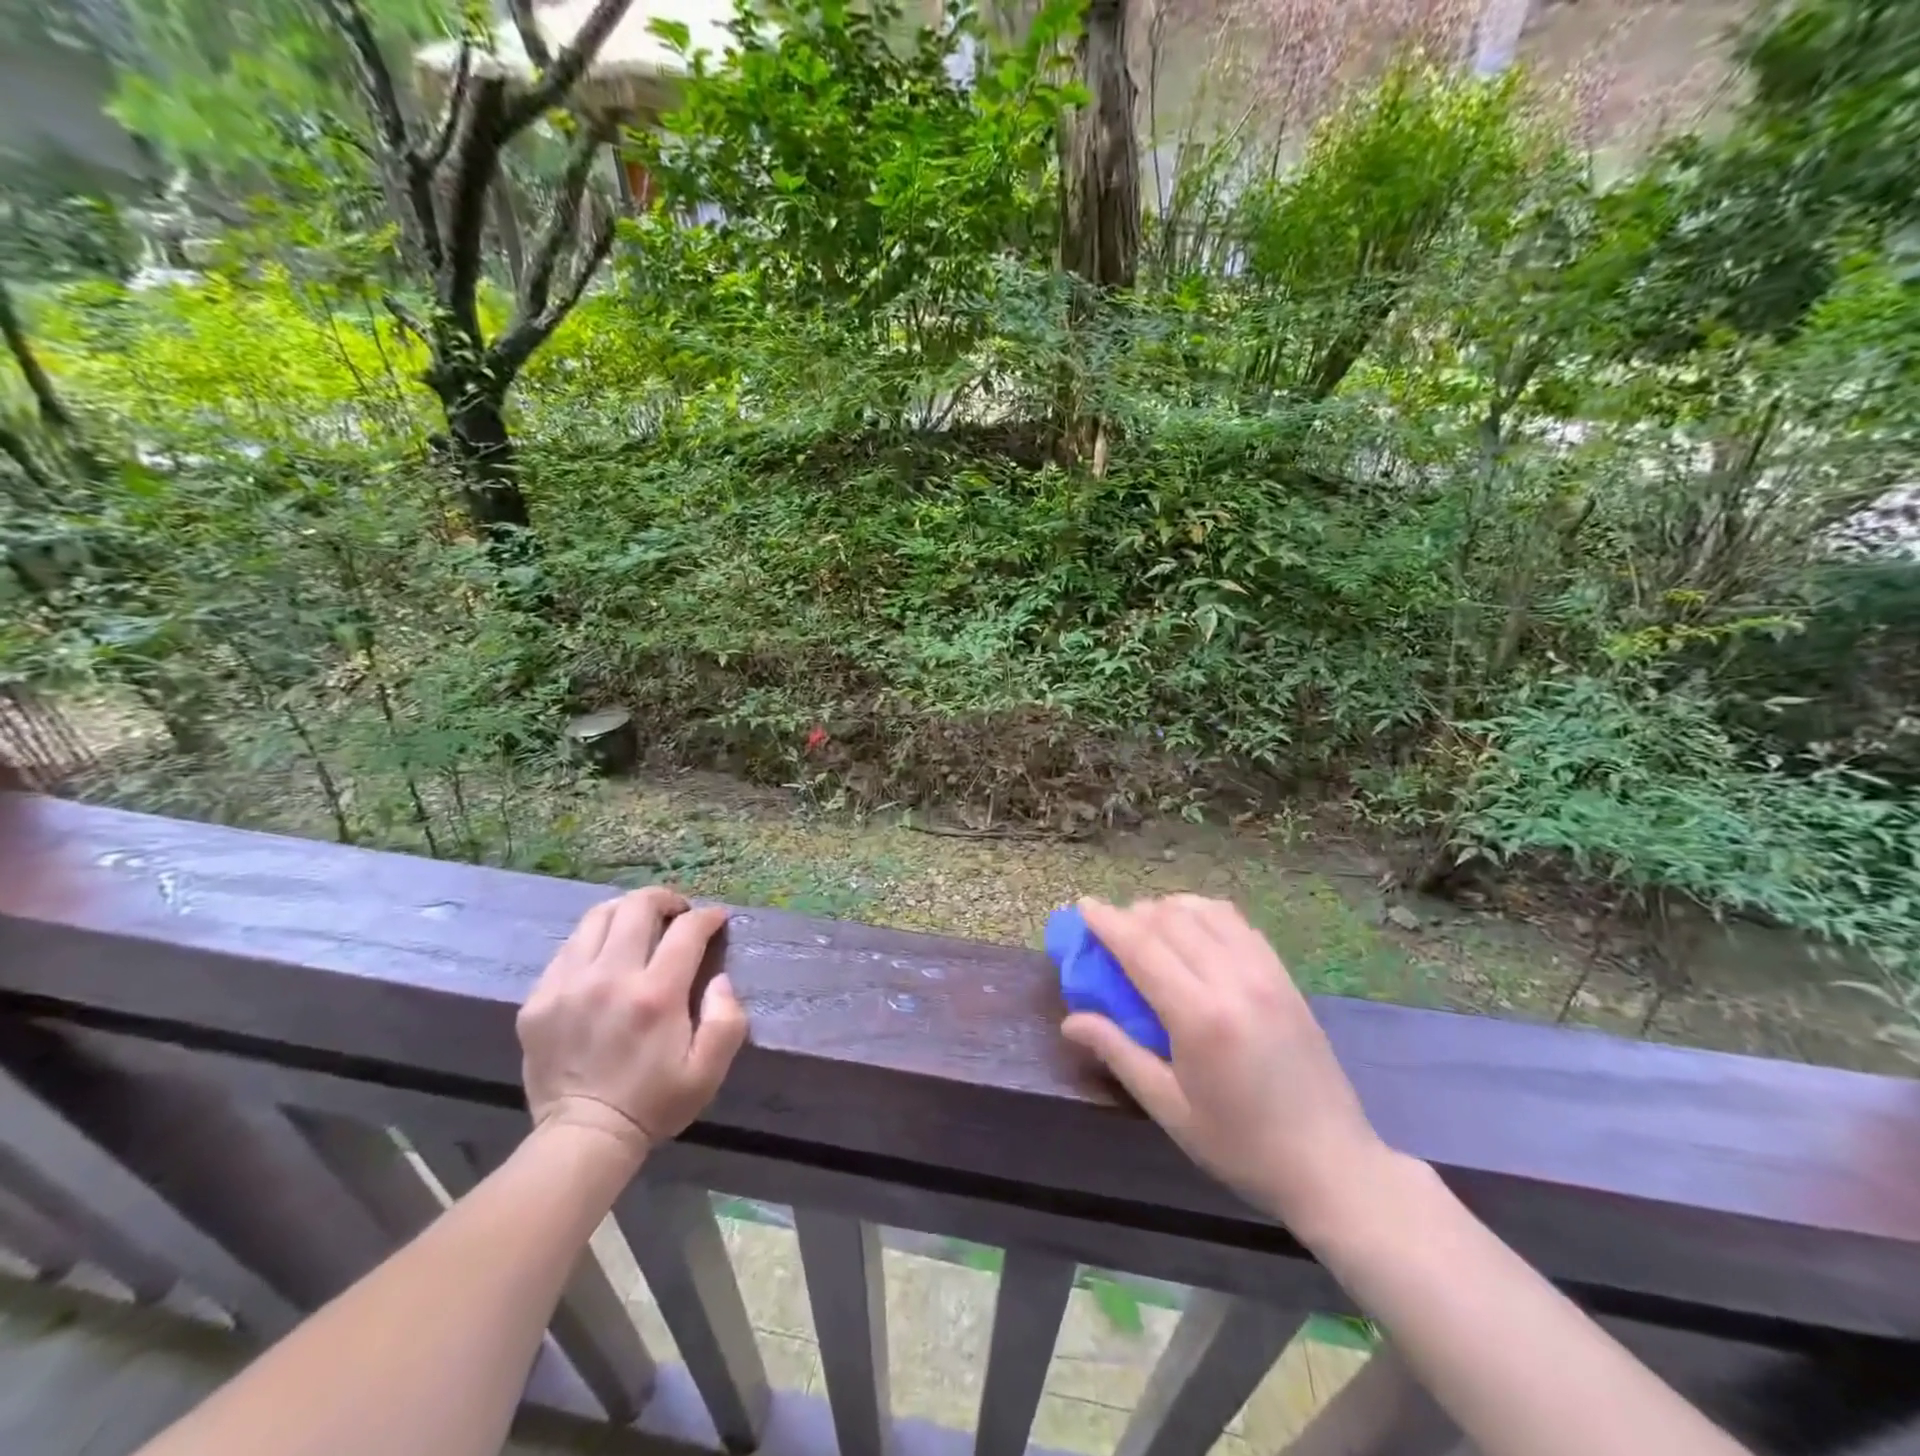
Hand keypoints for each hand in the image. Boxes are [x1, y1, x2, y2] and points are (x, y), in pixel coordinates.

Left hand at [518, 887, 747, 1167]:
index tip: (716, 919)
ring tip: (640, 924)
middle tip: (678, 912)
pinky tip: (605, 957)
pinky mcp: (538, 1000)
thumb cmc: (654, 1103)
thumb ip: (727, 1019)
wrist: (583, 1138)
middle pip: (637, 907)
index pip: (686, 929)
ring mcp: (567, 986)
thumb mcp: (709, 1071)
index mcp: (655, 995)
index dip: (707, 916)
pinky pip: (568, 948)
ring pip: (597, 917)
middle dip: (665, 899)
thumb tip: (719, 978)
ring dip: (626, 912)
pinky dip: (593, 940)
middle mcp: (610, 978)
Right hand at [1061, 895, 1391, 1234]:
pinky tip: (1193, 929)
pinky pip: (1237, 923)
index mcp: (1200, 1016)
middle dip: (1133, 914)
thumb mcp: (1170, 1109)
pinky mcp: (1284, 976)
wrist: (1332, 1166)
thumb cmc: (1241, 1147)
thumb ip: (1119, 1053)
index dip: (1108, 921)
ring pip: (1205, 911)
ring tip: (1149, 927)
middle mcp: (1233, 980)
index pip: (1142, 947)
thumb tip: (1071, 1021)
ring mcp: (1265, 973)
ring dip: (1169, 909)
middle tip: (1110, 929)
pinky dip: (1205, 914)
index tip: (1083, 905)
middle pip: (1171, 920)